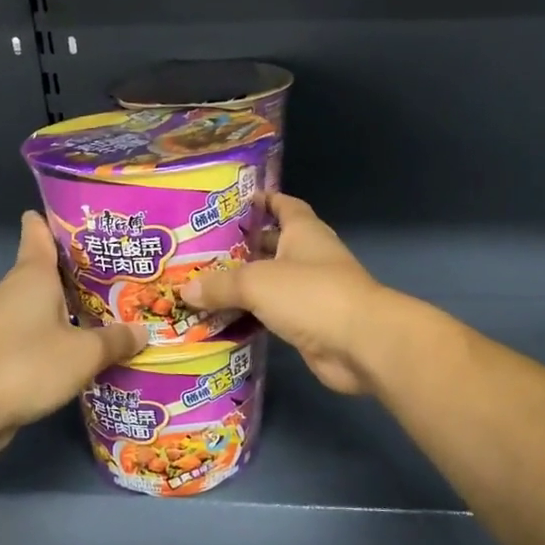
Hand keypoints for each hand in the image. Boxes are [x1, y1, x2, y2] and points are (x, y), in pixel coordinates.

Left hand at [0, 212, 143, 458]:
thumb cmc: (26, 364)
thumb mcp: (85, 353)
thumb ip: (116, 340)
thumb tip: (142, 331)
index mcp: (32, 275)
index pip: (38, 232)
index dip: (57, 221)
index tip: (83, 218)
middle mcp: (13, 290)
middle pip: (45, 269)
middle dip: (78, 269)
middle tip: (118, 270)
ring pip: (39, 302)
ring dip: (67, 304)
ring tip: (107, 308)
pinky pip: (32, 330)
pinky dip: (54, 332)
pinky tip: (79, 346)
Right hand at [180, 194, 395, 394]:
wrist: (360, 343)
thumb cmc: (312, 295)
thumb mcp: (257, 282)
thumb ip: (221, 284)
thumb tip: (185, 291)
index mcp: (304, 232)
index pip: (284, 205)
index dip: (263, 200)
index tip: (233, 202)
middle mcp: (309, 257)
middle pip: (272, 245)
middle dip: (241, 247)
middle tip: (199, 251)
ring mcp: (311, 293)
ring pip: (270, 284)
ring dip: (243, 287)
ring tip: (201, 287)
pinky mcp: (308, 325)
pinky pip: (273, 315)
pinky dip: (251, 317)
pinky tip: (222, 320)